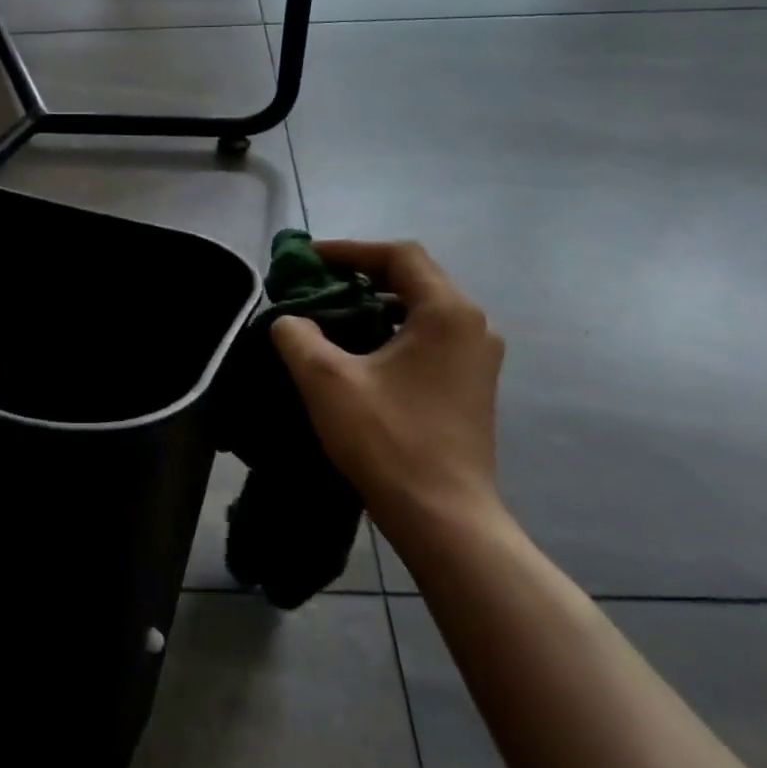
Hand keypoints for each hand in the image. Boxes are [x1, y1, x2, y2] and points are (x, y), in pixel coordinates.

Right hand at [271, 240, 504, 524]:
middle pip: (412, 279)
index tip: (307, 260)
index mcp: (448, 312)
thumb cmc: (388, 441)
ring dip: (373, 305)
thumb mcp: (326, 380)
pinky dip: (390, 332)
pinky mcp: (471, 385)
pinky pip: (427, 339)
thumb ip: (297, 335)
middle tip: (314, 286)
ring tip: (329, 317)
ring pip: (419, 310)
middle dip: (359, 276)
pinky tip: (358, 354)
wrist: (443, 518)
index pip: (398, 255)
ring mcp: (477, 358)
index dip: (349, 249)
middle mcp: (473, 326)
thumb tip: (289, 320)